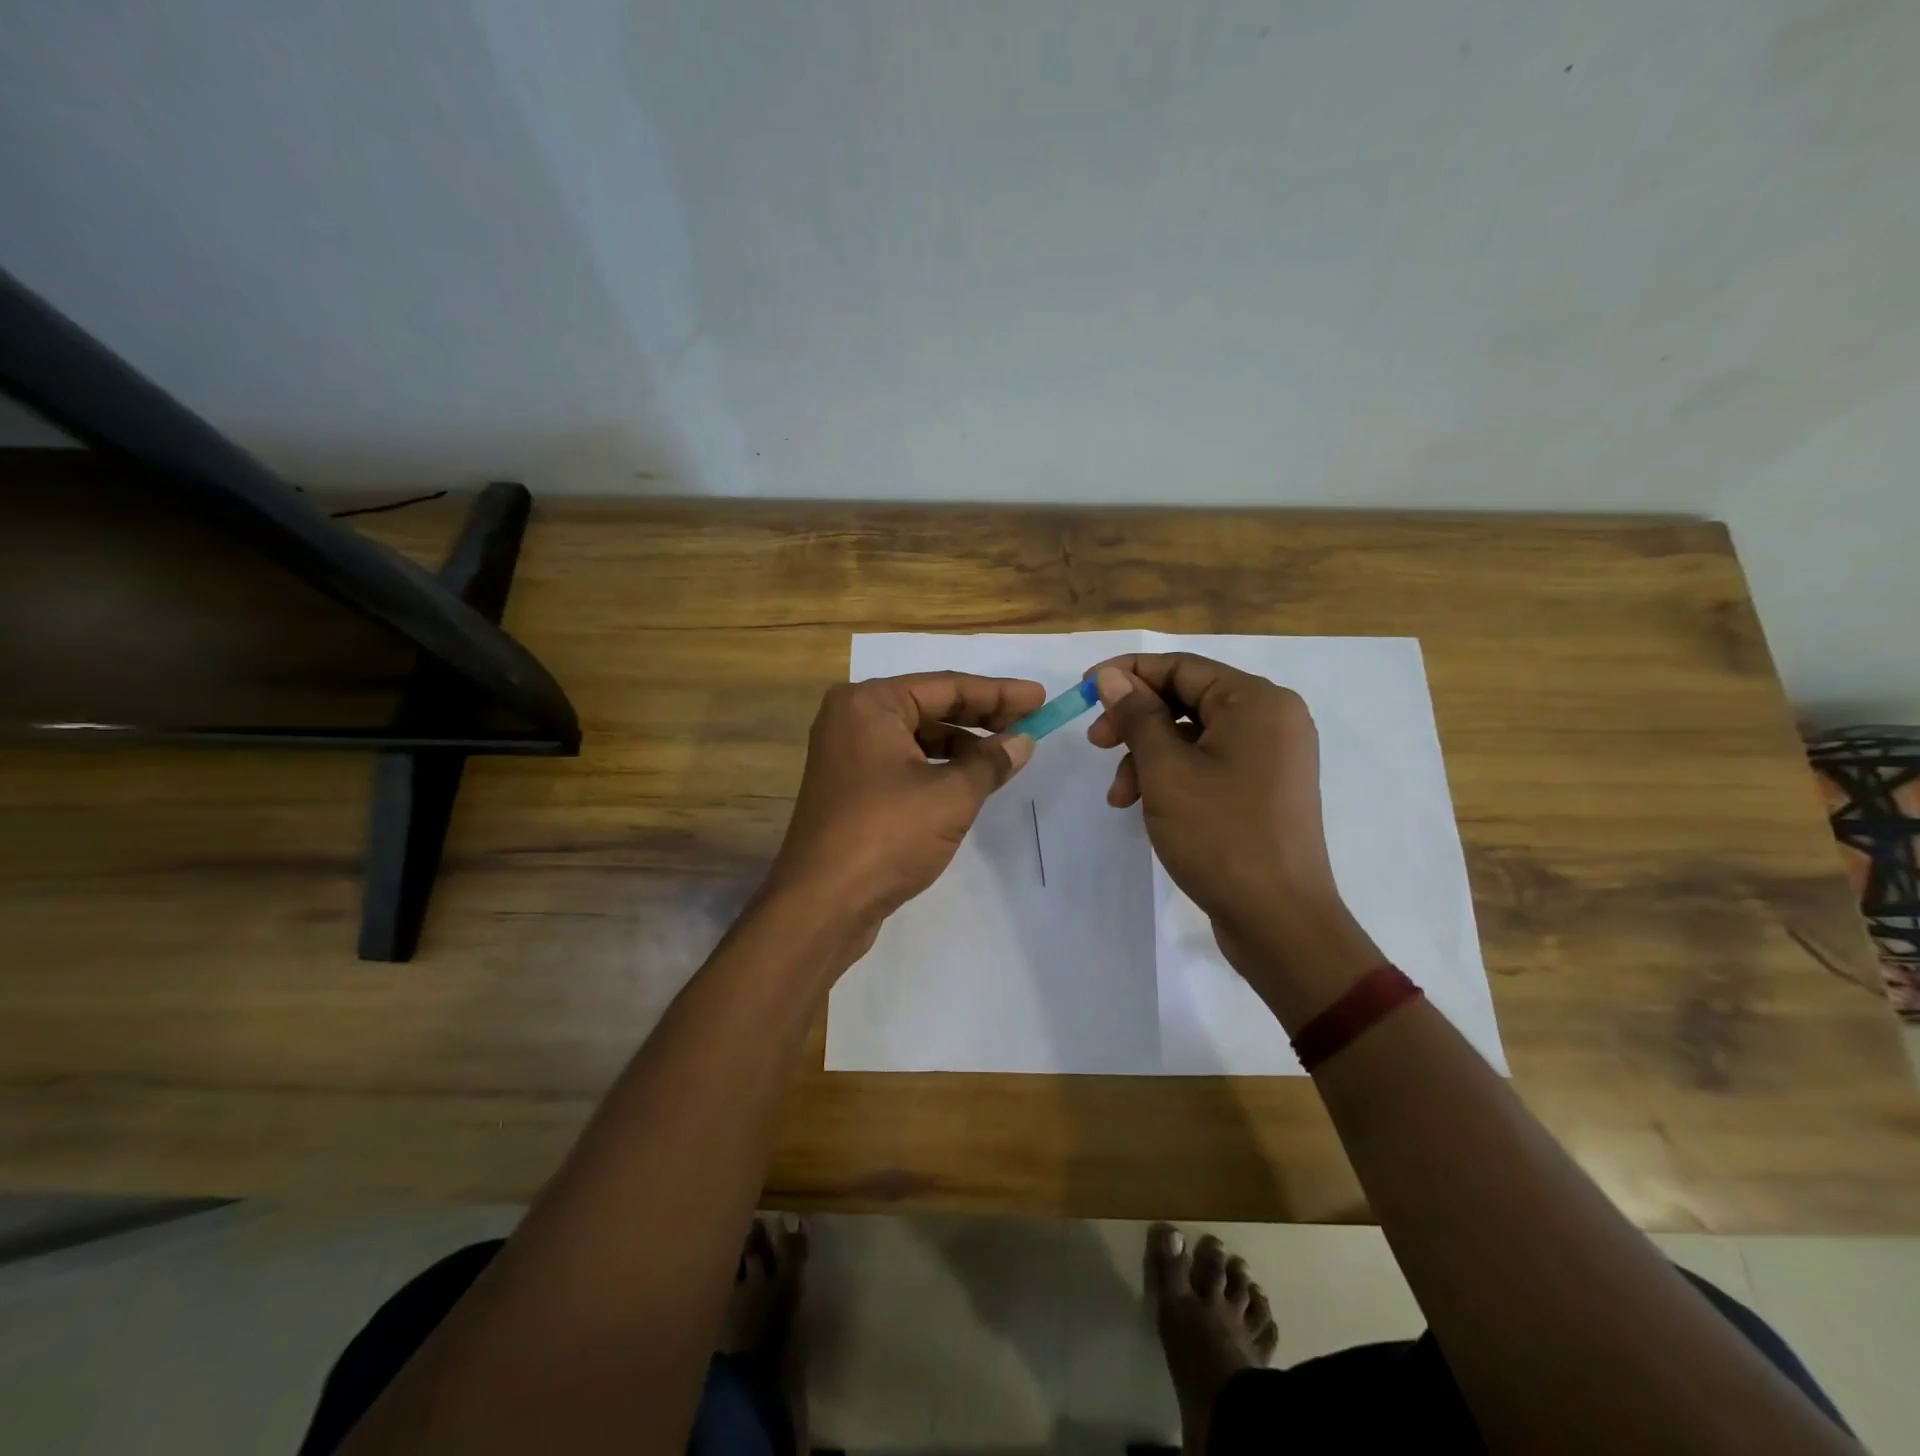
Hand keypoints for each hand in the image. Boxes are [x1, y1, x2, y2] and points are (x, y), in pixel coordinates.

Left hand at [767, 672, 1043, 930]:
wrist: (822, 905)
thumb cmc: (887, 835)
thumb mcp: (951, 795)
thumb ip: (991, 762)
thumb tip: (1022, 742)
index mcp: (869, 704)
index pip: (946, 686)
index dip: (998, 694)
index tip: (1039, 698)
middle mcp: (852, 719)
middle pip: (930, 707)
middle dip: (982, 717)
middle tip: (1030, 723)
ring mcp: (847, 755)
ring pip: (917, 737)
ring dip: (962, 745)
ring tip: (1006, 756)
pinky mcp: (851, 788)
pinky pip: (904, 763)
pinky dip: (939, 768)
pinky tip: (971, 781)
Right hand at [1086, 654, 1379, 997]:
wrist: (1279, 921)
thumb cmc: (1221, 836)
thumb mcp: (1166, 771)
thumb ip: (1137, 715)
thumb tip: (1110, 677)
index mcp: (1257, 701)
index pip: (1181, 666)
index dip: (1127, 674)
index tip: (1083, 689)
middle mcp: (1271, 718)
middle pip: (1186, 699)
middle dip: (1135, 721)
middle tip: (1095, 743)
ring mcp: (1271, 755)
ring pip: (1192, 735)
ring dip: (1147, 756)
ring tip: (1119, 796)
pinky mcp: (1264, 788)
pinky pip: (1209, 763)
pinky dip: (1172, 776)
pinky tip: (1144, 805)